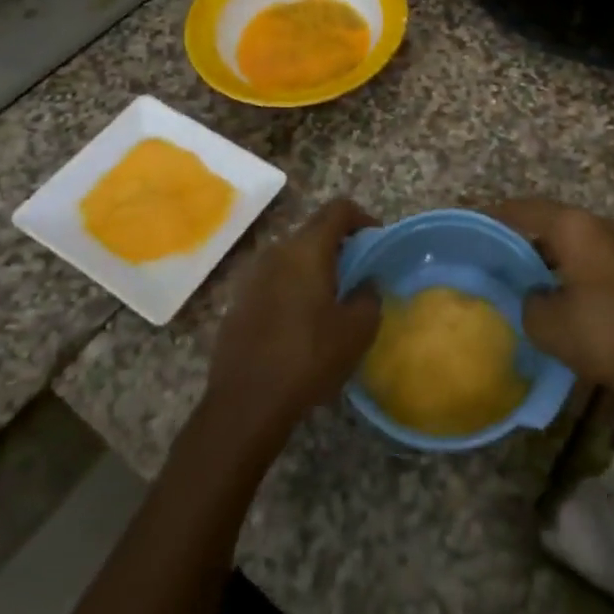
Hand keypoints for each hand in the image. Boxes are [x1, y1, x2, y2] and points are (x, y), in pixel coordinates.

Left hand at [204, 198, 381, 447]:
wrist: (244, 405)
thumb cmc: (308, 358)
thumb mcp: (357, 330)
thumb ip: (369, 296)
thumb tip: (365, 284)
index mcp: (307, 250)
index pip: (338, 209)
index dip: (362, 218)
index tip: (376, 242)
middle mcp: (276, 252)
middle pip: (314, 231)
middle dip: (339, 246)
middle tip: (358, 274)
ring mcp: (252, 277)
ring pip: (292, 258)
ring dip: (314, 269)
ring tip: (331, 301)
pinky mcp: (238, 303)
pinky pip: (273, 282)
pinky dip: (292, 289)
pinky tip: (300, 325)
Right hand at [492, 198, 613, 391]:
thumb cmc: (601, 330)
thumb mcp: (546, 323)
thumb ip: (528, 302)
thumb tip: (532, 296)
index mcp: (573, 226)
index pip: (525, 209)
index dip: (497, 216)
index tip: (476, 226)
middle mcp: (598, 225)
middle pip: (551, 222)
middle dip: (523, 237)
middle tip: (496, 254)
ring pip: (573, 241)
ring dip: (549, 255)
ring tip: (523, 276)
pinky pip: (590, 258)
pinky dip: (570, 269)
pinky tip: (558, 293)